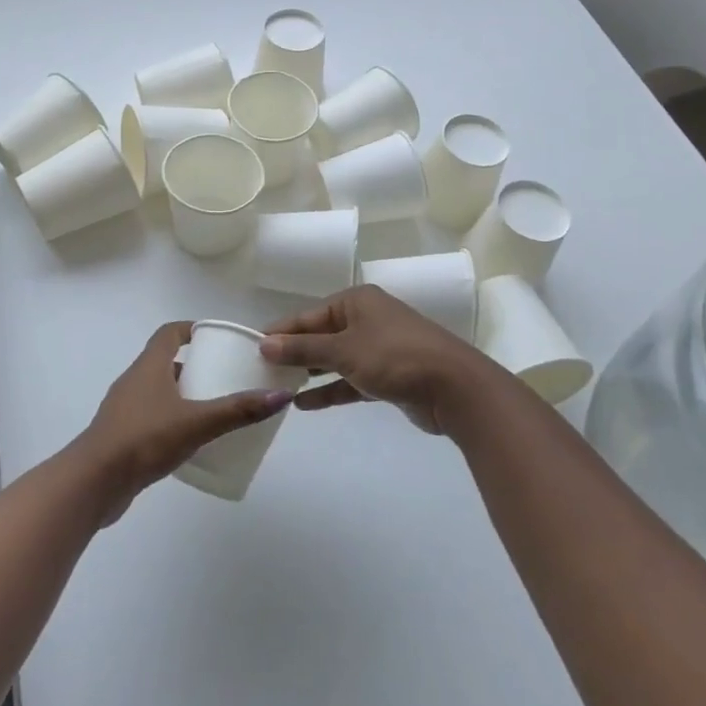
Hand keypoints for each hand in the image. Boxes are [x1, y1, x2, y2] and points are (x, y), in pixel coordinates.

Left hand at [75, 322, 296, 523]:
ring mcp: (124, 410)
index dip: (191, 330)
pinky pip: (151, 417)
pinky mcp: (121, 436)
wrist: (93, 483)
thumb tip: (280, 396)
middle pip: (165, 362)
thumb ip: (237, 410)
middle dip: (195, 366)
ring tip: (213, 408)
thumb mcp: (197, 423)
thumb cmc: (144, 439)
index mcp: (148, 366)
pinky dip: (171, 420)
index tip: (216, 338)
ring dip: (183, 395)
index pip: (169, 333)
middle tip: (224, 376)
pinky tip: (190, 440)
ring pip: (158, 391)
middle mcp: (134, 381)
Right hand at [259, 285, 488, 434]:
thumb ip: (303, 349)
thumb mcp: (344, 350)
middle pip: (321, 335)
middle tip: (261, 371)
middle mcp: (366, 319)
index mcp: (356, 301)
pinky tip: (304, 404)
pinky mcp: (387, 376)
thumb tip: (264, 344)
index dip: (282, 331)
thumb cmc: (395, 356)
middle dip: (294, 353)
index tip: (252, 347)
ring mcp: (378, 348)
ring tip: (277, 387)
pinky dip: (330, 390)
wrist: (454, 387)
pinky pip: (350, 380)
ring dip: (310, 373)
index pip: (309, 315)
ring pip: (335, 359)